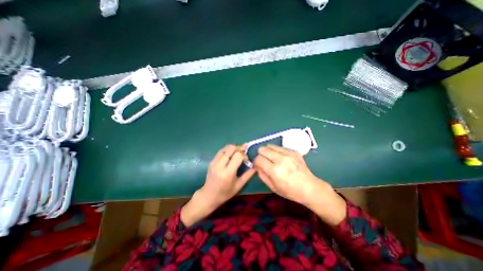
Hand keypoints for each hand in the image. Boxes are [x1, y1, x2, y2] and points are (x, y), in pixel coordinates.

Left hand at [181, 144, 256, 225]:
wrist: (209, 196)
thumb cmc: (225, 193)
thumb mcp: (239, 185)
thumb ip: (248, 175)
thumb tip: (256, 166)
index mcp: (228, 173)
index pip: (237, 156)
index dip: (244, 155)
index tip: (246, 160)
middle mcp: (220, 165)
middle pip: (230, 148)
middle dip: (239, 148)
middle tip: (244, 151)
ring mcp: (214, 162)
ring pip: (225, 148)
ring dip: (233, 148)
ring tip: (238, 152)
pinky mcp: (211, 161)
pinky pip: (221, 151)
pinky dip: (227, 150)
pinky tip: (231, 154)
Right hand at [253, 146, 347, 225]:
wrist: (310, 188)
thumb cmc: (290, 191)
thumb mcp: (272, 187)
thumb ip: (262, 175)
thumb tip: (257, 165)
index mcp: (275, 170)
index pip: (258, 159)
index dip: (256, 162)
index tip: (258, 165)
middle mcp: (281, 159)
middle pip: (263, 149)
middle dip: (260, 154)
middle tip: (264, 160)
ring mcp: (288, 154)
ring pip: (270, 145)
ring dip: (268, 151)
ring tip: (271, 158)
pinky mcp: (294, 151)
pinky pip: (279, 147)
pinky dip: (276, 151)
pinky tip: (281, 158)